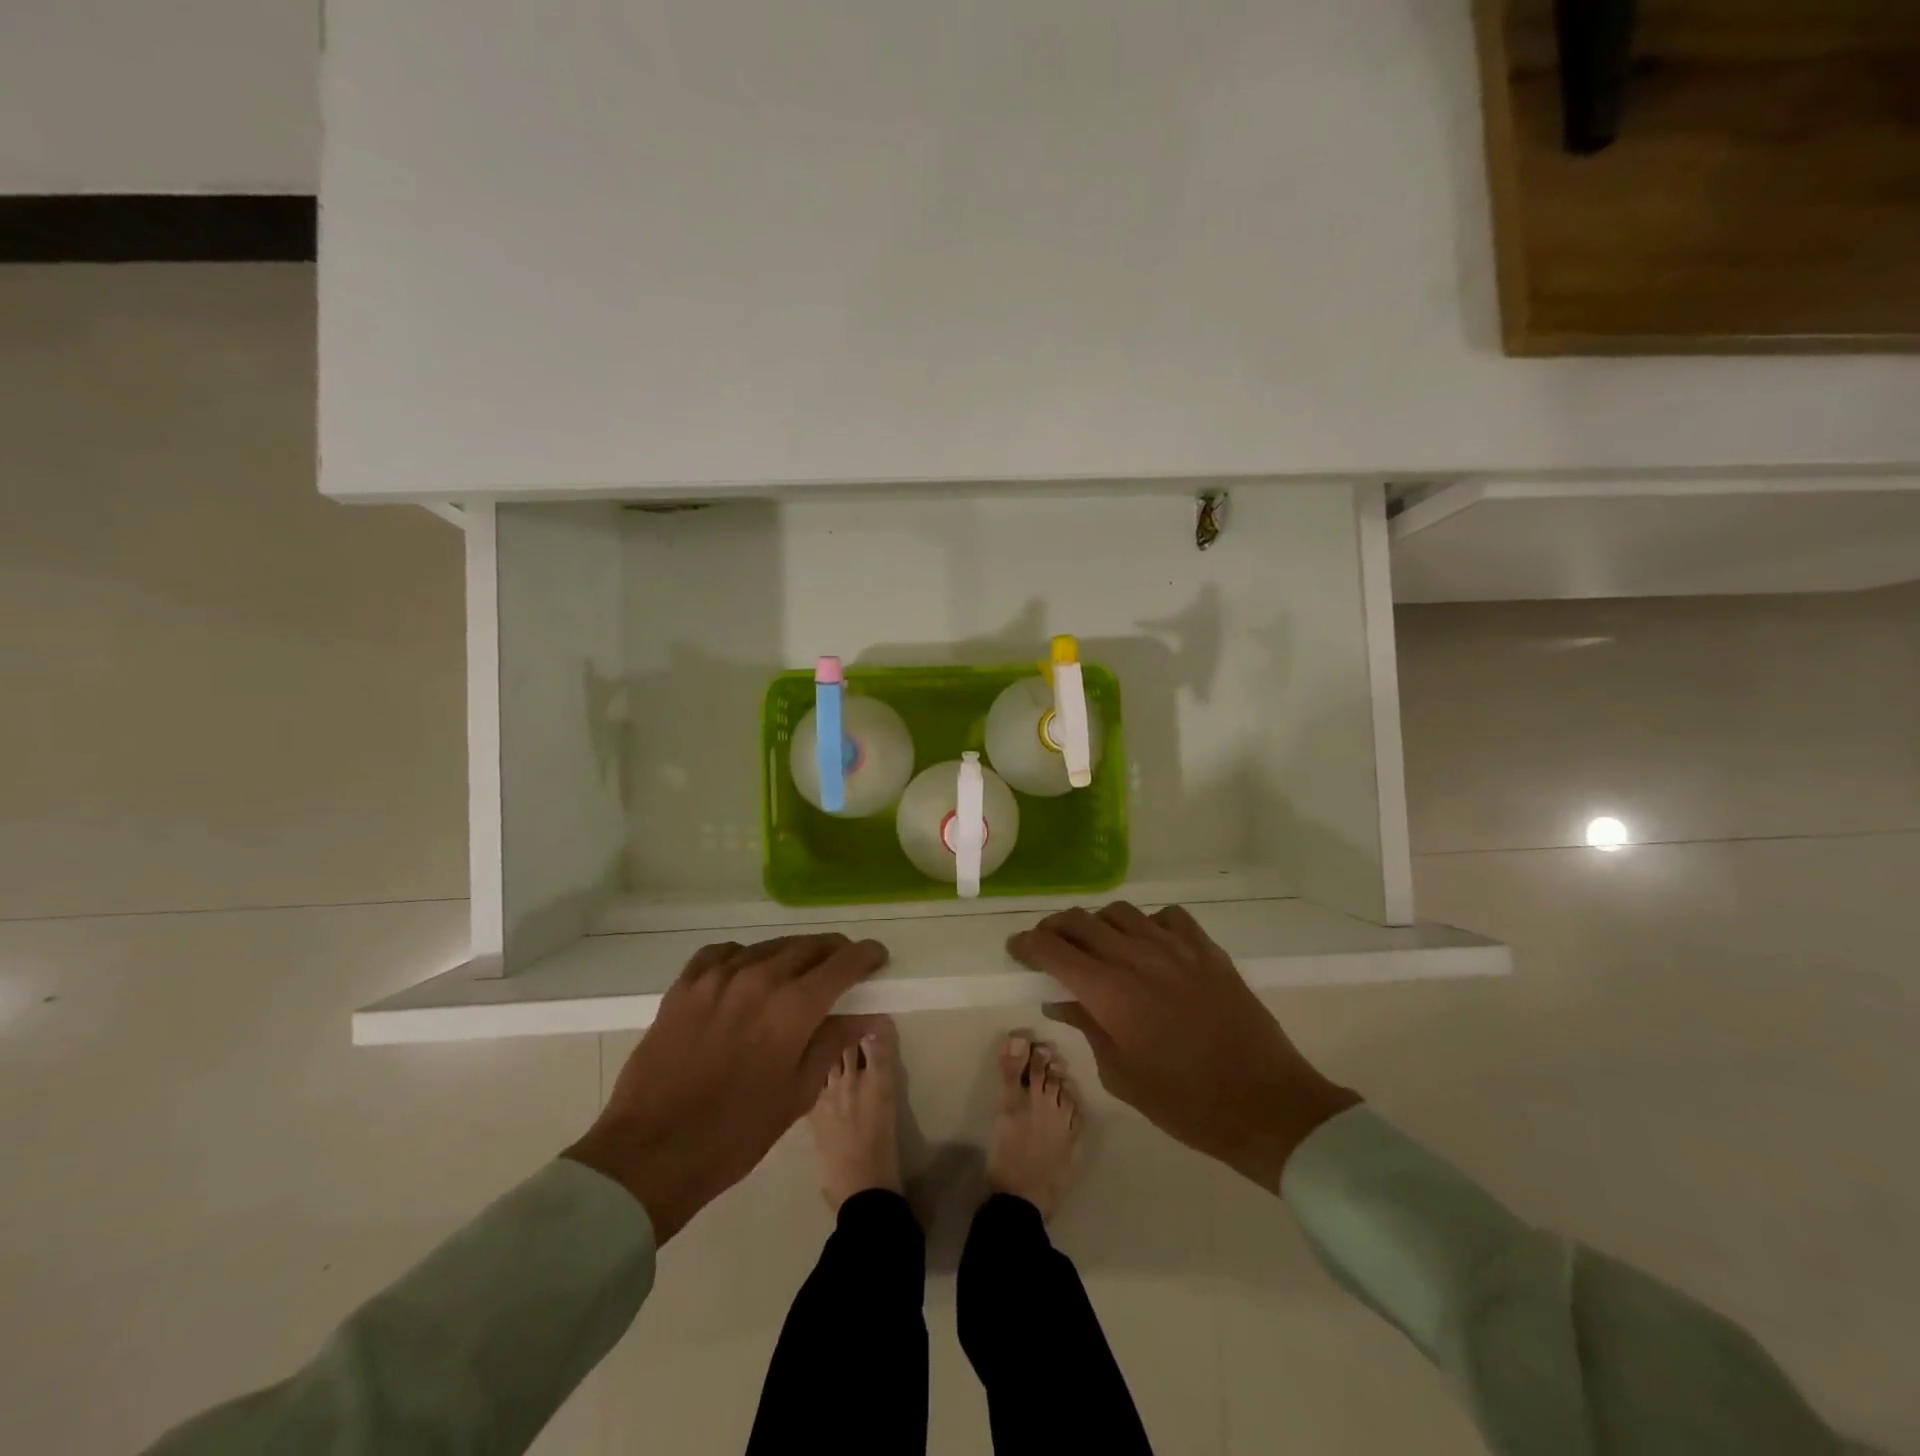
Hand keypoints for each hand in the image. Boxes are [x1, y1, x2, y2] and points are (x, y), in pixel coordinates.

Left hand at [562, 934, 888, 1241]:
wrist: (651, 1153)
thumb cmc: (735, 1134)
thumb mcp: (797, 1094)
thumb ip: (832, 1043)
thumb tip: (863, 1014)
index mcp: (793, 1007)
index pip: (843, 963)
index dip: (866, 955)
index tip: (877, 957)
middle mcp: (759, 978)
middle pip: (808, 946)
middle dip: (834, 952)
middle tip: (843, 965)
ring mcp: (717, 977)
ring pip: (768, 946)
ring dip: (792, 954)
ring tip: (798, 970)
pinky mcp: (685, 985)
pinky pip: (724, 953)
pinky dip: (745, 956)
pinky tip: (747, 973)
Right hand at [1008, 903, 1359, 1190]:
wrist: (1266, 1104)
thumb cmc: (1186, 1103)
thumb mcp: (1122, 1075)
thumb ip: (1087, 1027)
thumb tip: (1059, 999)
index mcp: (1109, 992)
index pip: (1053, 949)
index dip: (1027, 944)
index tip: (1016, 949)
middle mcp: (1137, 957)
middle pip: (1081, 921)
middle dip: (1054, 928)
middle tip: (1047, 946)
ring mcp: (1175, 948)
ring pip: (1120, 912)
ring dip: (1098, 924)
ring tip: (1097, 945)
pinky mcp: (1207, 950)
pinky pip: (1167, 917)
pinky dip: (1147, 924)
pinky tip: (1149, 945)